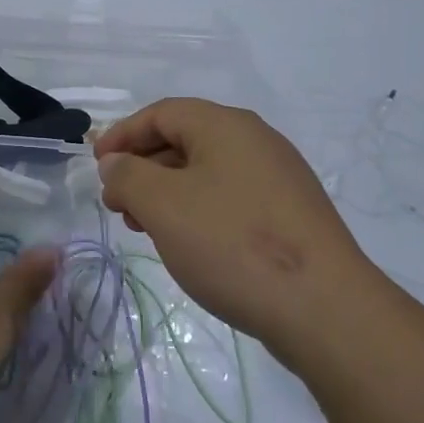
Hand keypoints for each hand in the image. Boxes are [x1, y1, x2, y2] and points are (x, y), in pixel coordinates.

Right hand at [96, 99, 364, 349]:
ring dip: (167, 193)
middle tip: (119, 206)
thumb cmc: (232, 244)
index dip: (122, 136)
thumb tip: (117, 164)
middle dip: (143, 168)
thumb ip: (127, 176)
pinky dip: (198, 210)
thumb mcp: (162, 205)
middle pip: (184, 139)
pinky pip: (231, 197)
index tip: (97, 167)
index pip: (161, 113)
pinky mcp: (291, 215)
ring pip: (207, 172)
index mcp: (225, 125)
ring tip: (147, 230)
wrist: (326, 309)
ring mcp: (279, 178)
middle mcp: (256, 140)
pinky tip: (190, 244)